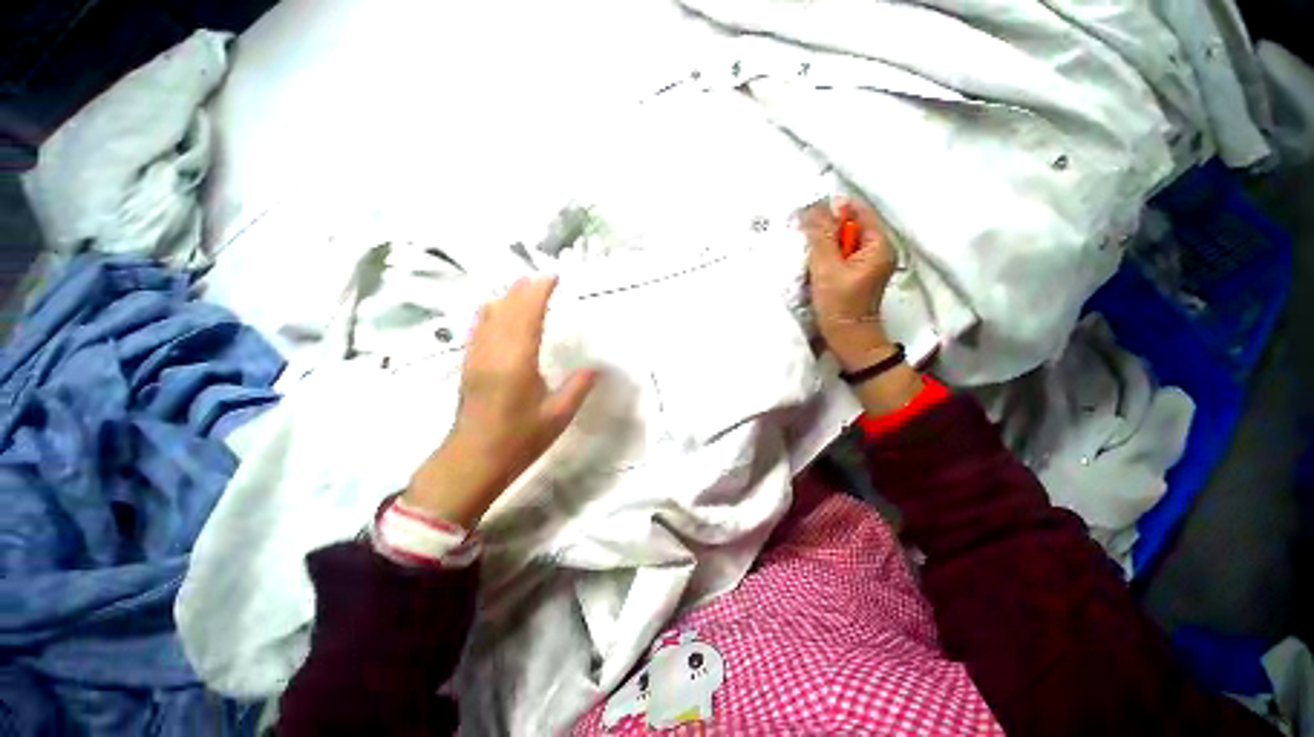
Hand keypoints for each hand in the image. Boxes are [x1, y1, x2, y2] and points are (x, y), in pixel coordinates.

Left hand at [405, 277, 597, 526]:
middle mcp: (493, 351)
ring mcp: (476, 356)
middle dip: (524, 288)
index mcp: (516, 362)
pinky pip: (478, 326)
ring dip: (507, 297)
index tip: (553, 277)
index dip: (539, 291)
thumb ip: (578, 388)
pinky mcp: (468, 364)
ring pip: (488, 314)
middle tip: (545, 279)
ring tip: (526, 290)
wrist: (472, 461)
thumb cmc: (518, 440)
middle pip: (505, 307)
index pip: (526, 314)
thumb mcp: (557, 416)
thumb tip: (596, 367)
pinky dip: (492, 311)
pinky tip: (499, 311)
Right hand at [800, 197, 898, 370]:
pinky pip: (840, 255)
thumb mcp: (827, 269)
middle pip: (849, 226)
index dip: (832, 210)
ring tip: (807, 252)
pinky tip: (813, 264)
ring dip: (823, 244)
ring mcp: (867, 263)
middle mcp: (877, 249)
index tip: (807, 217)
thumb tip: (814, 207)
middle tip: (803, 237)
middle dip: (825, 229)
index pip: (857, 211)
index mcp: (879, 244)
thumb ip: (820, 237)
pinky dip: (826, 256)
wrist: (848, 340)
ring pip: (842, 241)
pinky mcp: (856, 274)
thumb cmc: (839, 306)